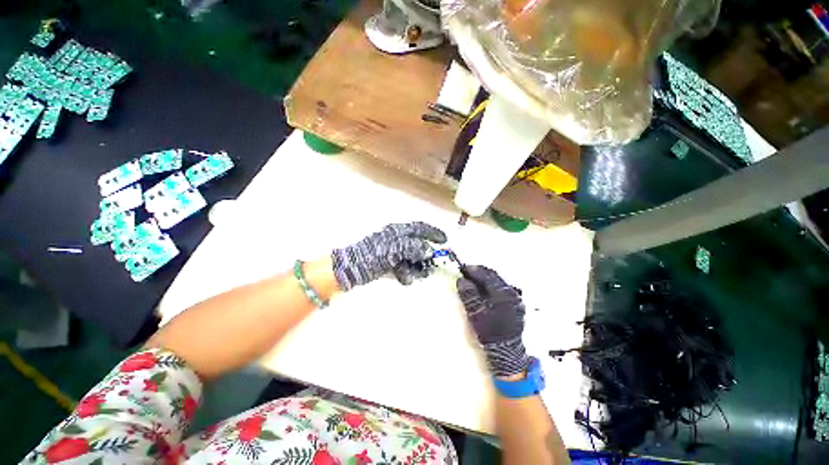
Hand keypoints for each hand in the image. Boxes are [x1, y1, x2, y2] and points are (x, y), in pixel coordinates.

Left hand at [331, 222, 446, 289]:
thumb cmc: (370, 256)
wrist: (347, 270)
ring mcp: (391, 251)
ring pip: (410, 257)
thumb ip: (411, 247)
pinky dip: (407, 272)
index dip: (432, 233)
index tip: (444, 240)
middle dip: (425, 255)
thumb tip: (429, 250)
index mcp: (396, 231)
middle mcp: (395, 239)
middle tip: (433, 264)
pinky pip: (402, 265)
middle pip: (416, 244)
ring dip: (417, 266)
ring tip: (420, 275)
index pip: (419, 228)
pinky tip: (406, 279)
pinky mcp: (387, 262)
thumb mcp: (392, 250)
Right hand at [458, 265, 529, 377]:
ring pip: (498, 281)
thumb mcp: (476, 312)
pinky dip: (491, 285)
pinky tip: (485, 289)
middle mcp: (511, 292)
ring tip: (474, 279)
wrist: (505, 350)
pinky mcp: (515, 303)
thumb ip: (469, 294)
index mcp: (502, 293)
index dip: (473, 270)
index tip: (463, 268)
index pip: (485, 276)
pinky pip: (502, 288)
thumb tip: (462, 280)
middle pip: (493, 276)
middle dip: (479, 272)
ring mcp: (515, 298)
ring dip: (485, 278)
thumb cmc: (489, 331)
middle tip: (467, 271)